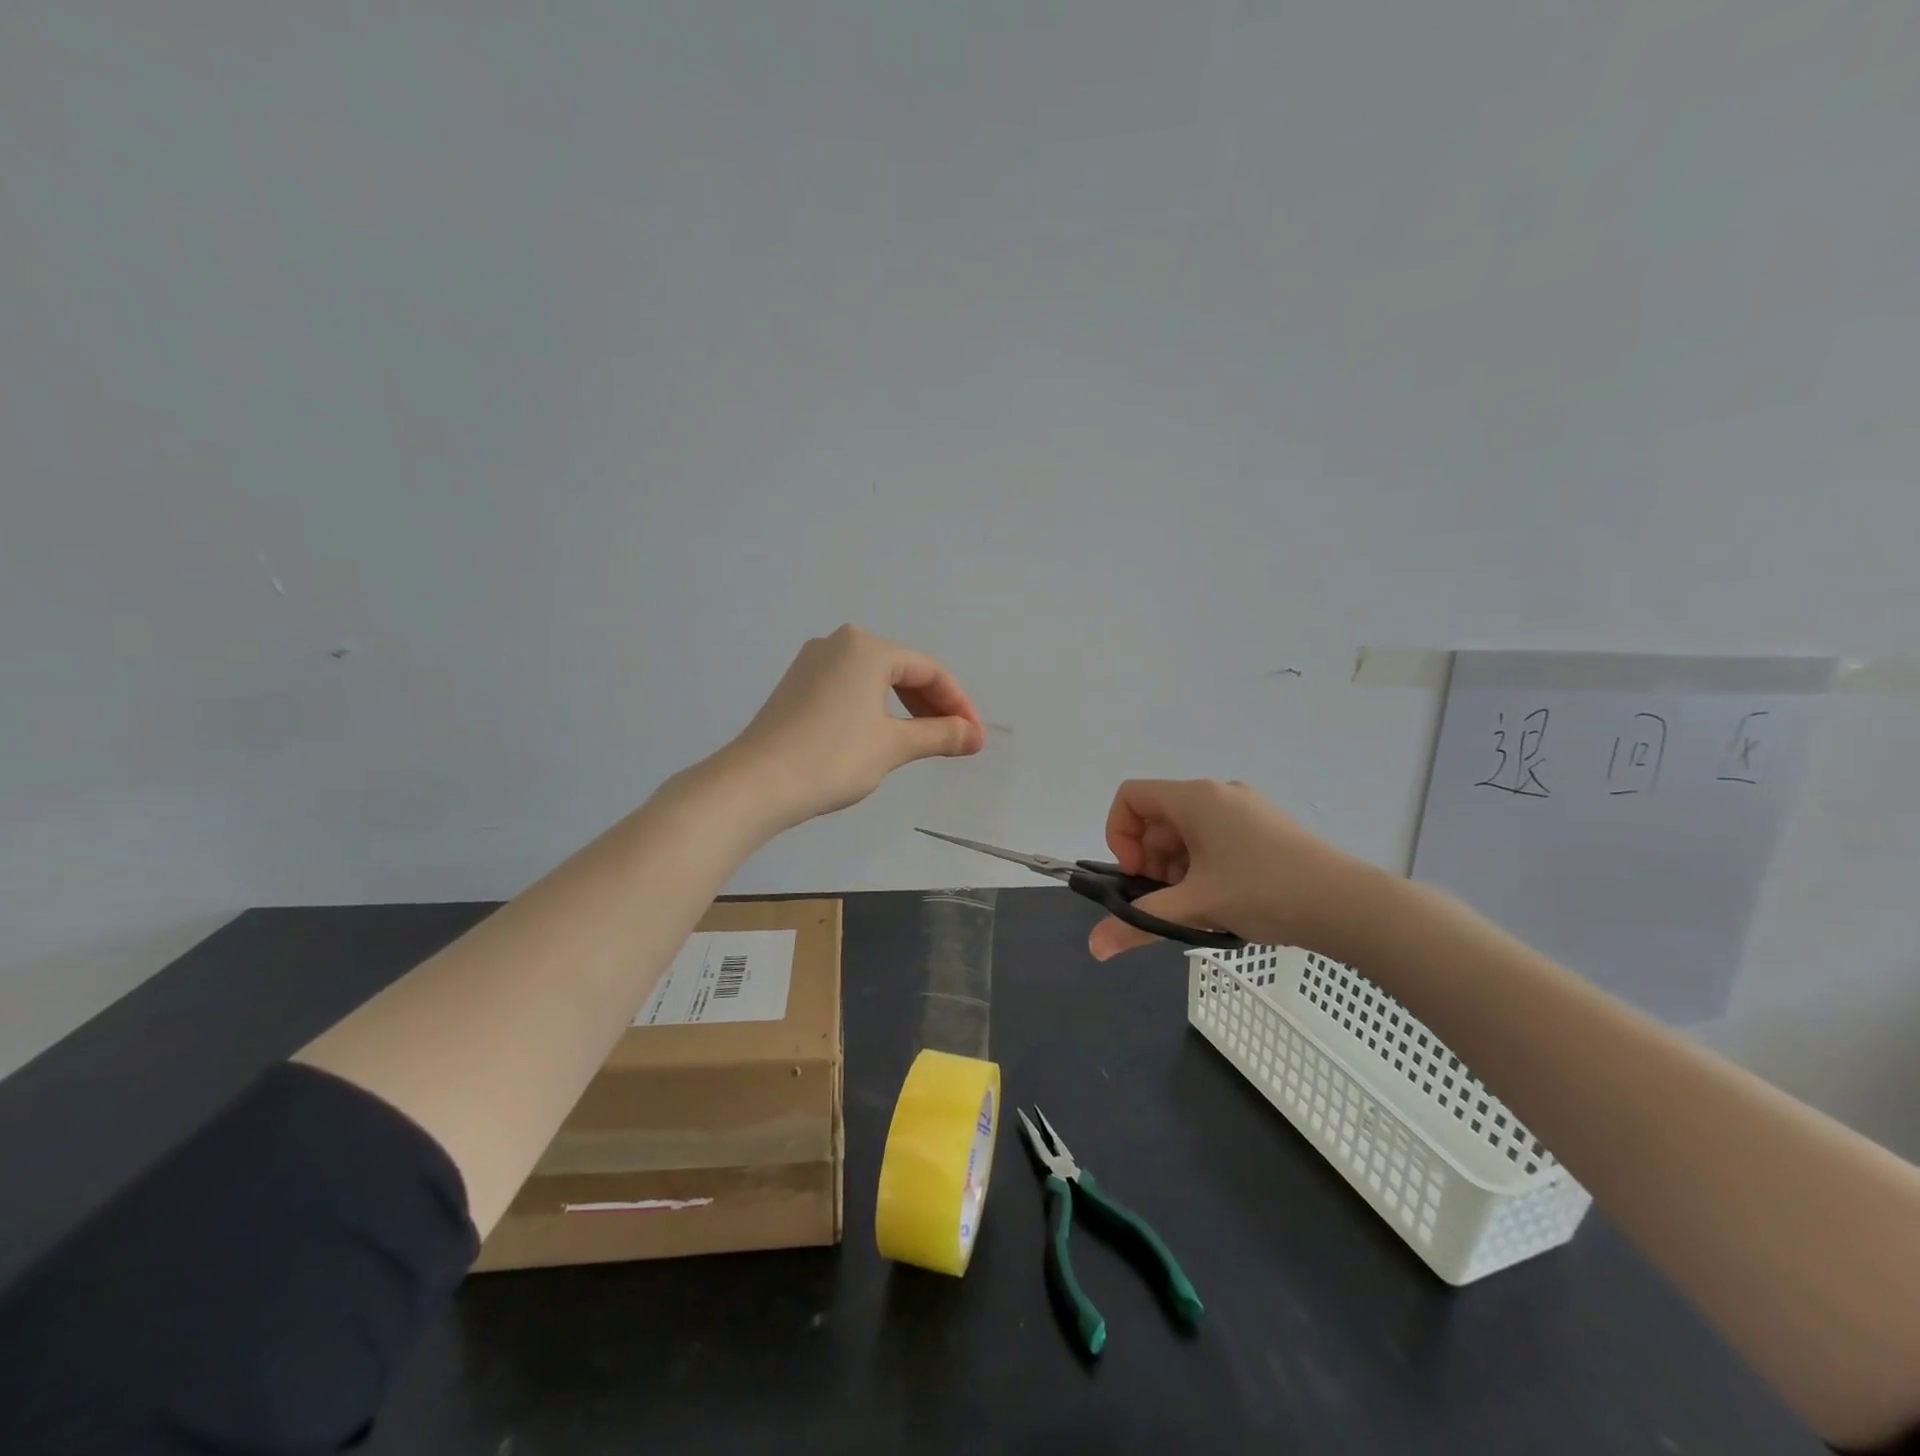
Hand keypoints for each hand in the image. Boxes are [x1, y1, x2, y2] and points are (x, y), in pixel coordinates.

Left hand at [725, 625, 983, 827]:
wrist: (755, 783)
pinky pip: (850, 688)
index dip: (958, 704)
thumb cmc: (832, 758)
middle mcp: (839, 643)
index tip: (974, 738)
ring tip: (924, 741)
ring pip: (875, 680)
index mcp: (866, 647)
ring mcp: (813, 663)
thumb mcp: (893, 746)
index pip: (929, 671)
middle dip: (933, 706)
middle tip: (955, 741)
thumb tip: (973, 736)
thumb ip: (939, 735)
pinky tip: (883, 734)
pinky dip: (876, 708)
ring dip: (905, 708)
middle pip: (902, 670)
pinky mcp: (797, 685)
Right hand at [1087, 779, 1376, 961]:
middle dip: (1151, 860)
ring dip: (1177, 867)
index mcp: (1195, 798)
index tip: (1138, 874)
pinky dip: (1203, 865)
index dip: (1119, 834)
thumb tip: (1094, 948)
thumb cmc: (1264, 892)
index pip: (1131, 796)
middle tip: (1168, 899)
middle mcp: (1217, 793)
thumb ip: (1140, 923)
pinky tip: (1223, 899)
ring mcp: (1245, 808)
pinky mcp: (1265, 827)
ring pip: (1187, 831)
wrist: (1349, 905)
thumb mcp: (1195, 907)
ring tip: (1198, 905)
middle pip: (1158, 817)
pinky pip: (1214, 837)